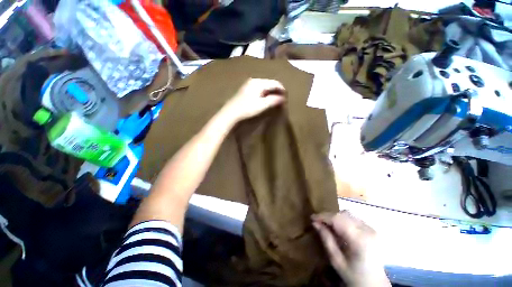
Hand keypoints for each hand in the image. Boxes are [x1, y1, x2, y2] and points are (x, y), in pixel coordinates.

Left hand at [221, 78, 285, 122]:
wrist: (231, 112)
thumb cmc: (247, 108)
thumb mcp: (262, 105)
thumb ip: (274, 100)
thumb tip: (283, 98)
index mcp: (259, 82)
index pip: (275, 83)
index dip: (282, 89)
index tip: (287, 97)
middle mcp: (254, 80)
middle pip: (270, 83)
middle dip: (277, 91)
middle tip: (282, 99)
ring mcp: (249, 84)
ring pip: (265, 86)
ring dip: (271, 92)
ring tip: (275, 99)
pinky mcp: (246, 89)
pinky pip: (260, 88)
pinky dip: (265, 93)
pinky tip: (266, 99)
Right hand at [312, 211, 389, 286]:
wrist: (374, 283)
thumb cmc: (353, 275)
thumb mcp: (336, 260)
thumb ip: (326, 239)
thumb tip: (315, 223)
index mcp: (359, 240)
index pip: (337, 219)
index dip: (323, 216)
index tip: (312, 218)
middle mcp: (367, 231)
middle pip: (343, 214)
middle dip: (328, 216)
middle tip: (318, 221)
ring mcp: (371, 229)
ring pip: (348, 214)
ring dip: (335, 216)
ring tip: (327, 224)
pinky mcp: (372, 229)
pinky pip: (353, 218)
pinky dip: (343, 219)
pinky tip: (339, 227)